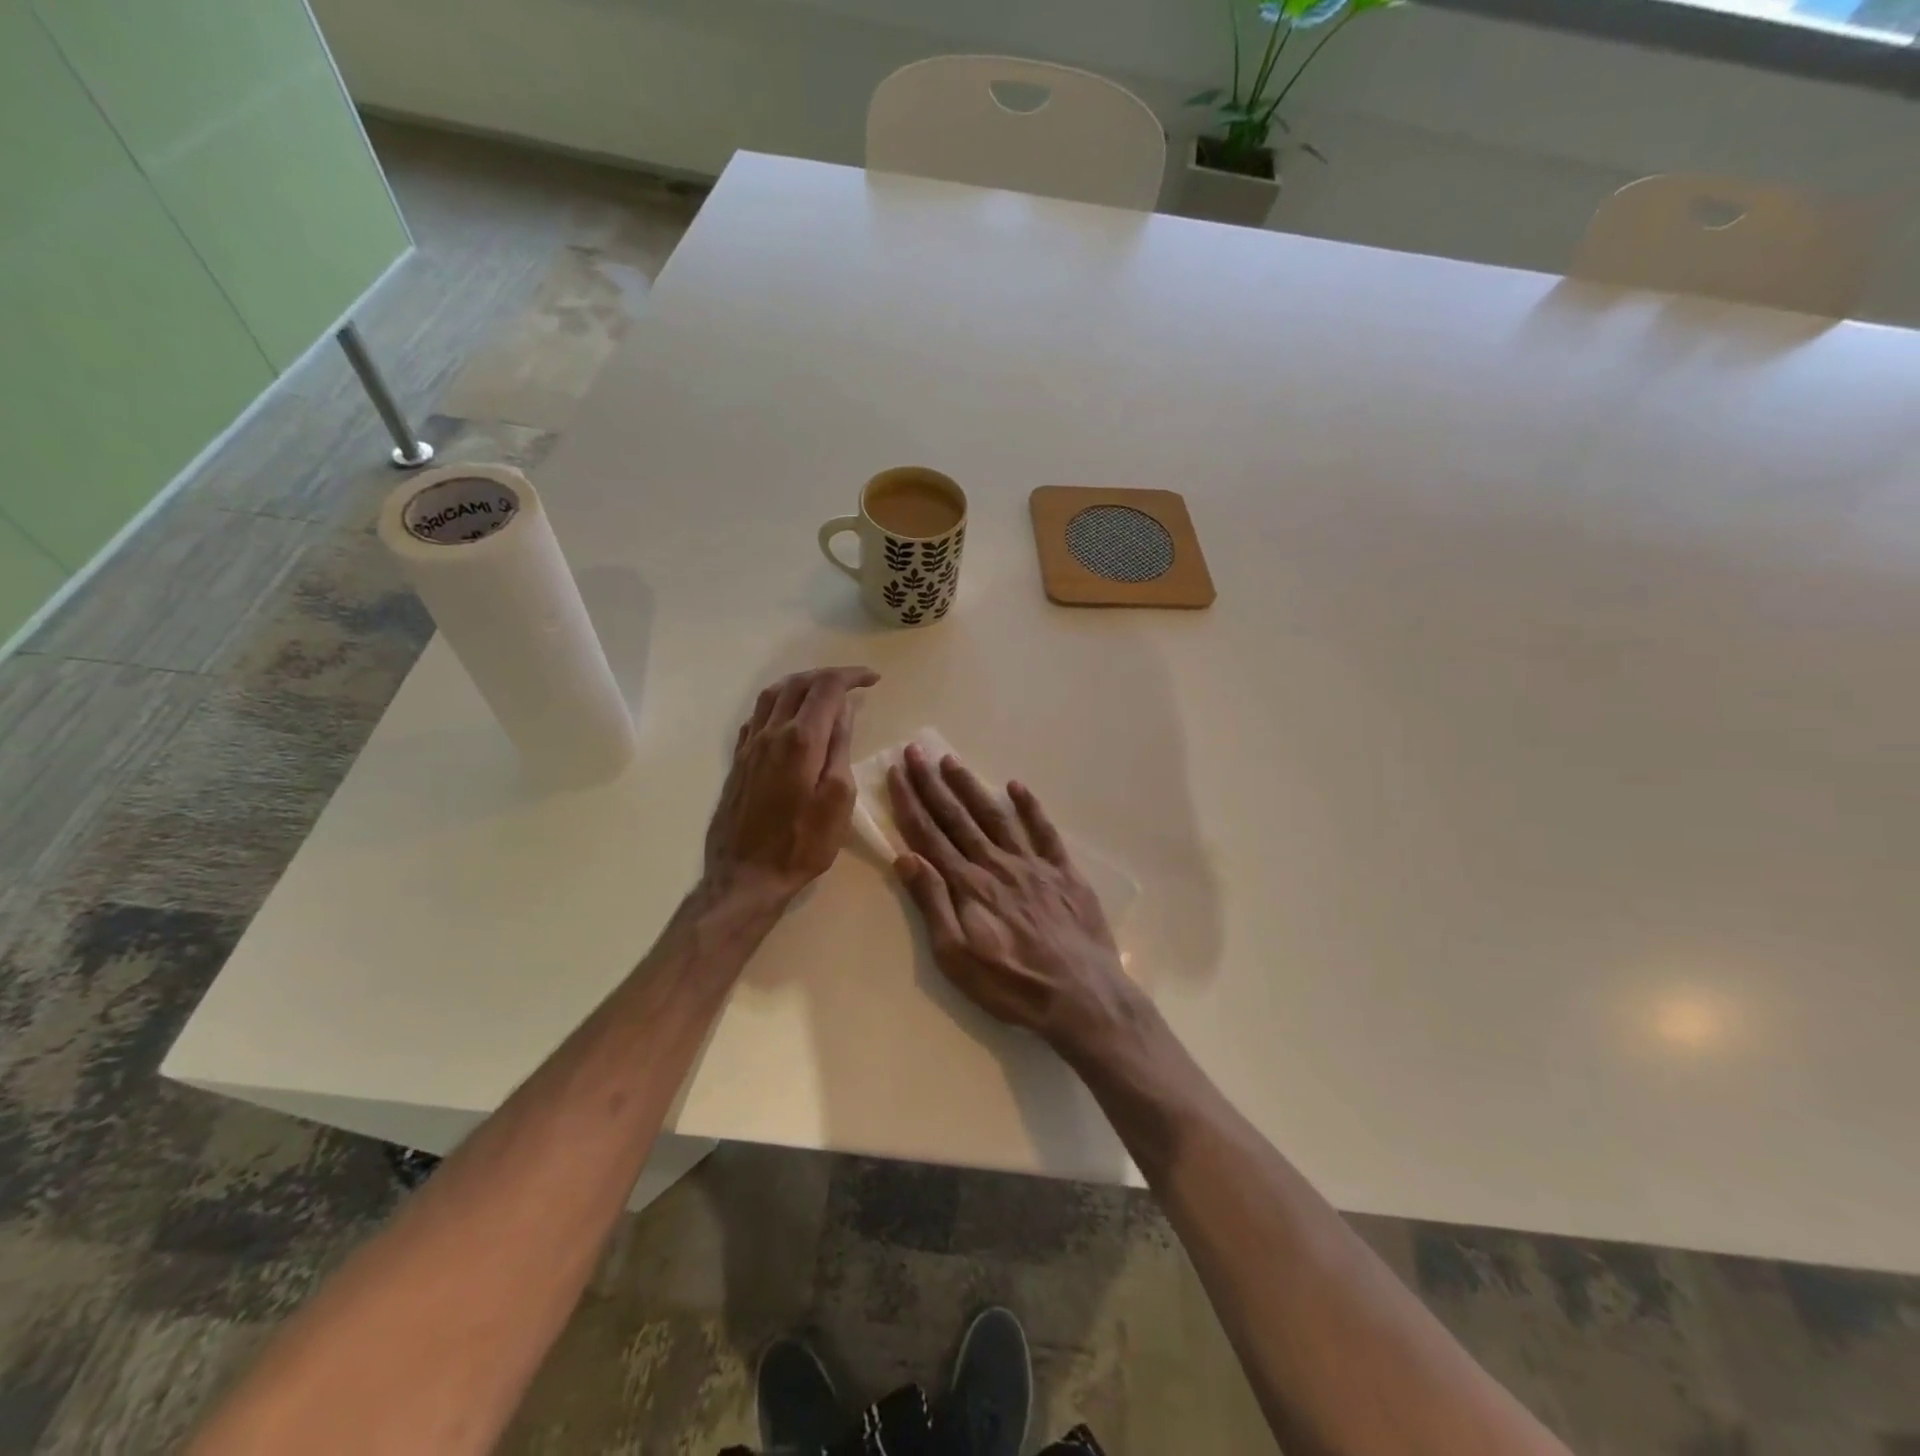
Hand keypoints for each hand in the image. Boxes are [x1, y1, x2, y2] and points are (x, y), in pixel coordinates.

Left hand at [704, 666, 878, 904]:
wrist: (745, 876)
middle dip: (828, 676)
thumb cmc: (802, 844)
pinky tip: (787, 716)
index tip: (873, 679)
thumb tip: (843, 711)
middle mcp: (771, 733)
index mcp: (801, 740)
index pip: (827, 688)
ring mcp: (750, 746)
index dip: (851, 676)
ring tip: (822, 691)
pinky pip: (756, 716)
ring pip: (772, 695)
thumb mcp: (838, 799)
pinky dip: (778, 704)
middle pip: (798, 684)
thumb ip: (840, 749)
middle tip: (853, 683)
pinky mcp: (738, 761)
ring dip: (800, 684)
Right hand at [887, 744, 1135, 1052]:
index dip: (910, 803)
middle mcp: (996, 864)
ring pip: (995, 816)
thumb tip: (905, 858)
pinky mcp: (1064, 872)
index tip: (896, 774)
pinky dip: (1031, 807)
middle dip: (933, 784)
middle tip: (916, 752)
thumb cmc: (1013, 985)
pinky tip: (1017, 786)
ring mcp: (1032, 865)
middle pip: (957, 818)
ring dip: (971, 787)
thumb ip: (932, 904)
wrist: (1082, 996)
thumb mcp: (957, 957)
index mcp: (968, 885)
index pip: (930, 835)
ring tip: (952, 761)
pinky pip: (1044, 832)